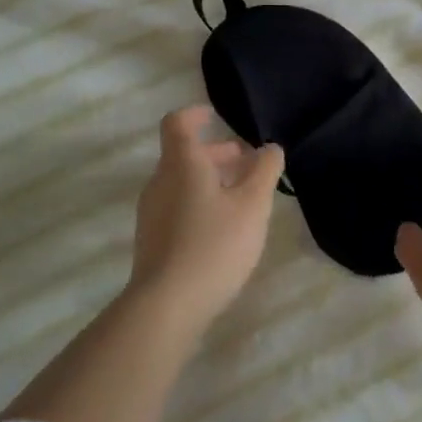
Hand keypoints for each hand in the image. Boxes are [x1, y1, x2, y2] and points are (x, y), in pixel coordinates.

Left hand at [129, 105, 285, 333]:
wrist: (166, 306)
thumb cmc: (214, 244)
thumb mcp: (252, 205)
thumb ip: (264, 171)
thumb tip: (270, 148)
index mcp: (181, 164)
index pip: (178, 123)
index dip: (196, 115)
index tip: (215, 116)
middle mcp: (160, 182)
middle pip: (184, 155)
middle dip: (216, 154)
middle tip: (248, 163)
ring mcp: (152, 213)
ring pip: (182, 183)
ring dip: (211, 181)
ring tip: (243, 198)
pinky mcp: (152, 241)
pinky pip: (177, 208)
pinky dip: (200, 204)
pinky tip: (223, 229)